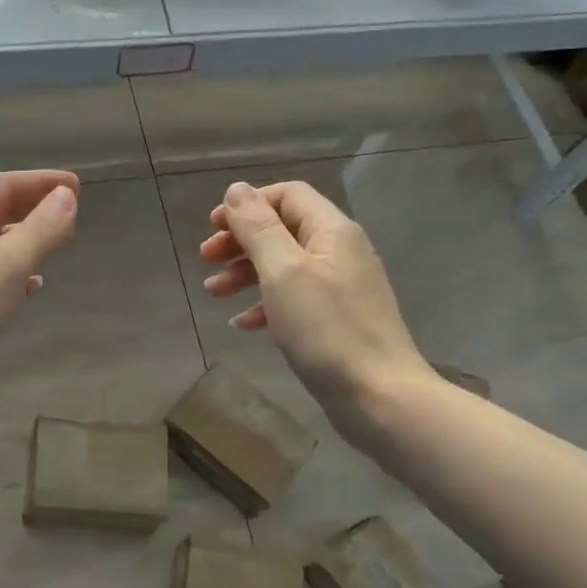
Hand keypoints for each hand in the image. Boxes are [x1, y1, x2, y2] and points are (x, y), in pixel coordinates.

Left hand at [0, 170, 79, 417]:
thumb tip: (67, 197)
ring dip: (26, 237)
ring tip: (59, 240)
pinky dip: (16, 271)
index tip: (77, 185)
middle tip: (72, 210)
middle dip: (33, 207)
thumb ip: (41, 228)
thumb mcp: (7, 264)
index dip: (39, 181)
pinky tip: (35, 283)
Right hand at [200, 180, 431, 448]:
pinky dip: (265, 304)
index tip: (213, 228)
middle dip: (241, 240)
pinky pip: (295, 299)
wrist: (380, 398)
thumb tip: (237, 190)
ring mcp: (340, 287)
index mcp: (331, 231)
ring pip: (284, 266)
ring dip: (246, 273)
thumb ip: (259, 228)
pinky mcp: (336, 320)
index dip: (248, 205)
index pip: (287, 195)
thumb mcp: (283, 272)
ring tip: (213, 292)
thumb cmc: (327, 330)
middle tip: (206, 259)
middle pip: (283, 229)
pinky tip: (243, 324)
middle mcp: (340, 251)